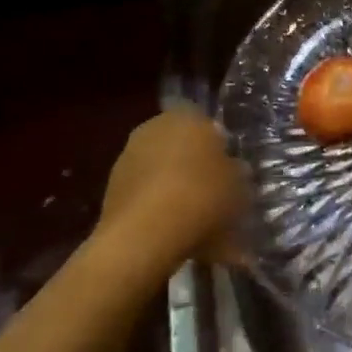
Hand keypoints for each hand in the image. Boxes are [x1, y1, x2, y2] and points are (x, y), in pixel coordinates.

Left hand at [98, 106, 243, 264]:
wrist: (146, 236)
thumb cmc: (202, 197)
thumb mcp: (240, 186)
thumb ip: (236, 173)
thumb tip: (232, 169)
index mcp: (187, 116)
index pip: (208, 125)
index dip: (221, 150)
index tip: (231, 174)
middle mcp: (153, 128)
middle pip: (182, 148)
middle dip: (197, 169)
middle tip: (216, 197)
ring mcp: (128, 158)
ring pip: (164, 173)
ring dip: (177, 191)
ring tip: (197, 224)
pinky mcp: (112, 190)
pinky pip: (147, 196)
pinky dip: (159, 210)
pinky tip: (175, 235)